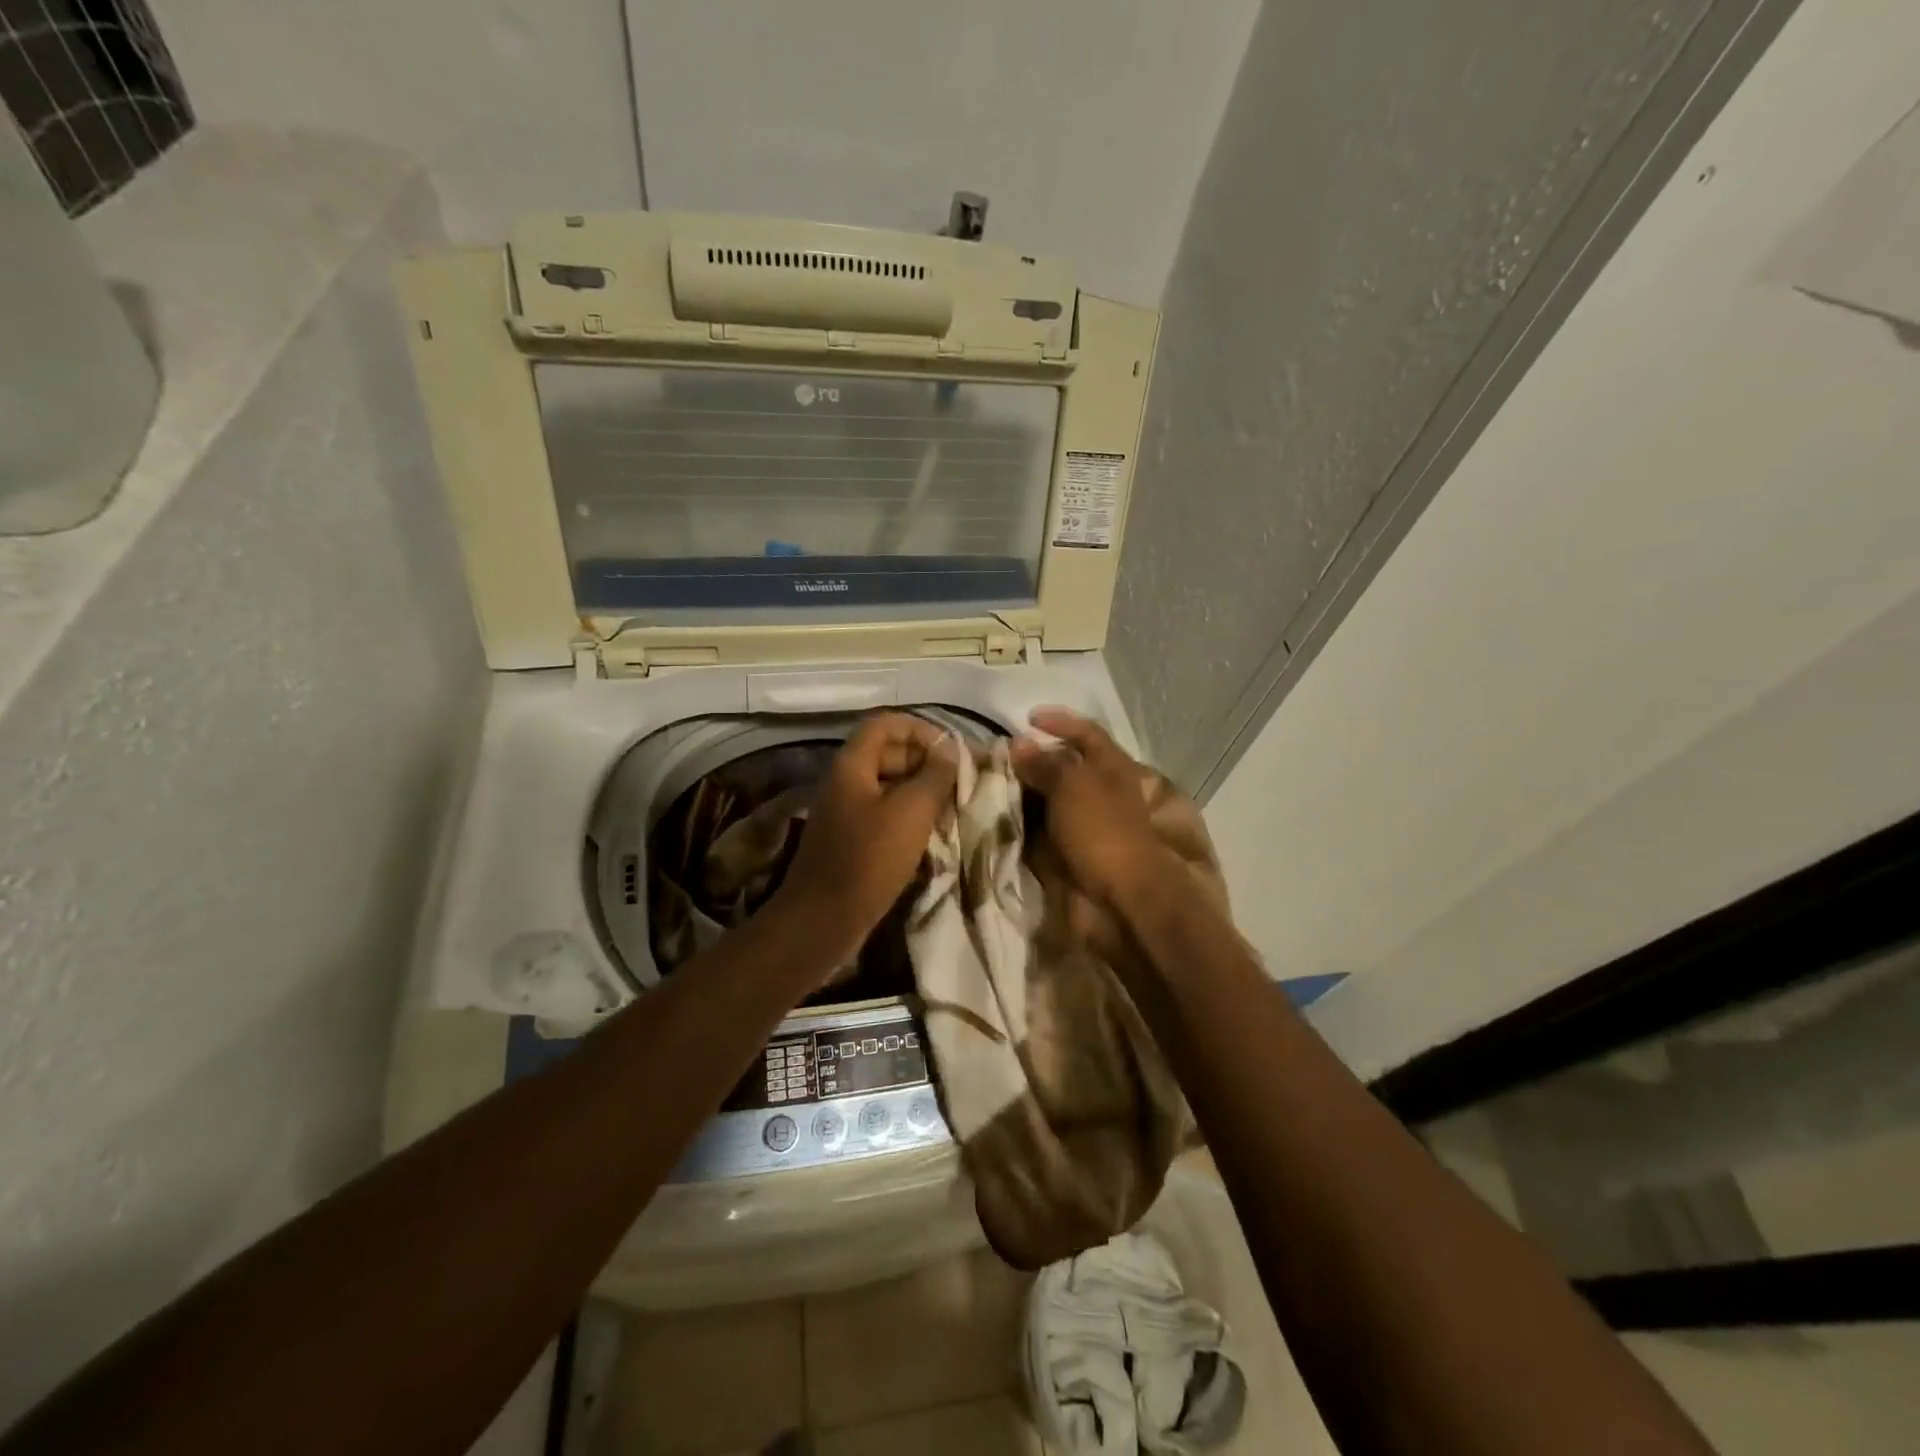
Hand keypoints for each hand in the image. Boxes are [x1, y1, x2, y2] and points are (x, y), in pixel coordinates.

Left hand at [769, 712, 960, 968]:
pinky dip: (909, 816)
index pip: (886, 723)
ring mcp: (847, 812)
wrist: (823, 920)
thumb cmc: (868, 860)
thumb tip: (951, 749)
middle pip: (888, 752)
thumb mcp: (911, 812)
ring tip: (953, 807)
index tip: (952, 750)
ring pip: (889, 785)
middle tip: (959, 782)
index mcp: (852, 765)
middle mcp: (846, 781)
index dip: (920, 728)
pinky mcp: (852, 840)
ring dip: (922, 790)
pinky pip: (884, 813)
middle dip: (926, 761)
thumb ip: (935, 776)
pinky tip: (934, 834)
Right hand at [1010, 707, 1171, 911]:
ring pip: (1047, 800)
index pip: (1087, 733)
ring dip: (1021, 793)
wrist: (1122, 900)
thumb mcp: (1074, 786)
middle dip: (1032, 760)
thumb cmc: (1103, 831)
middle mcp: (1100, 792)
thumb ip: (1045, 763)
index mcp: (1112, 768)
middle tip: (995, 757)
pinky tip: (995, 817)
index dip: (1060, 721)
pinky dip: (1020, 824)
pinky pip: (1039, 831)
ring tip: (986, 785)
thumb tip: (1019, 744)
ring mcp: (1085, 825)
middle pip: (1064, 767)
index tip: (1028, 718)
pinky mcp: (1069, 853)